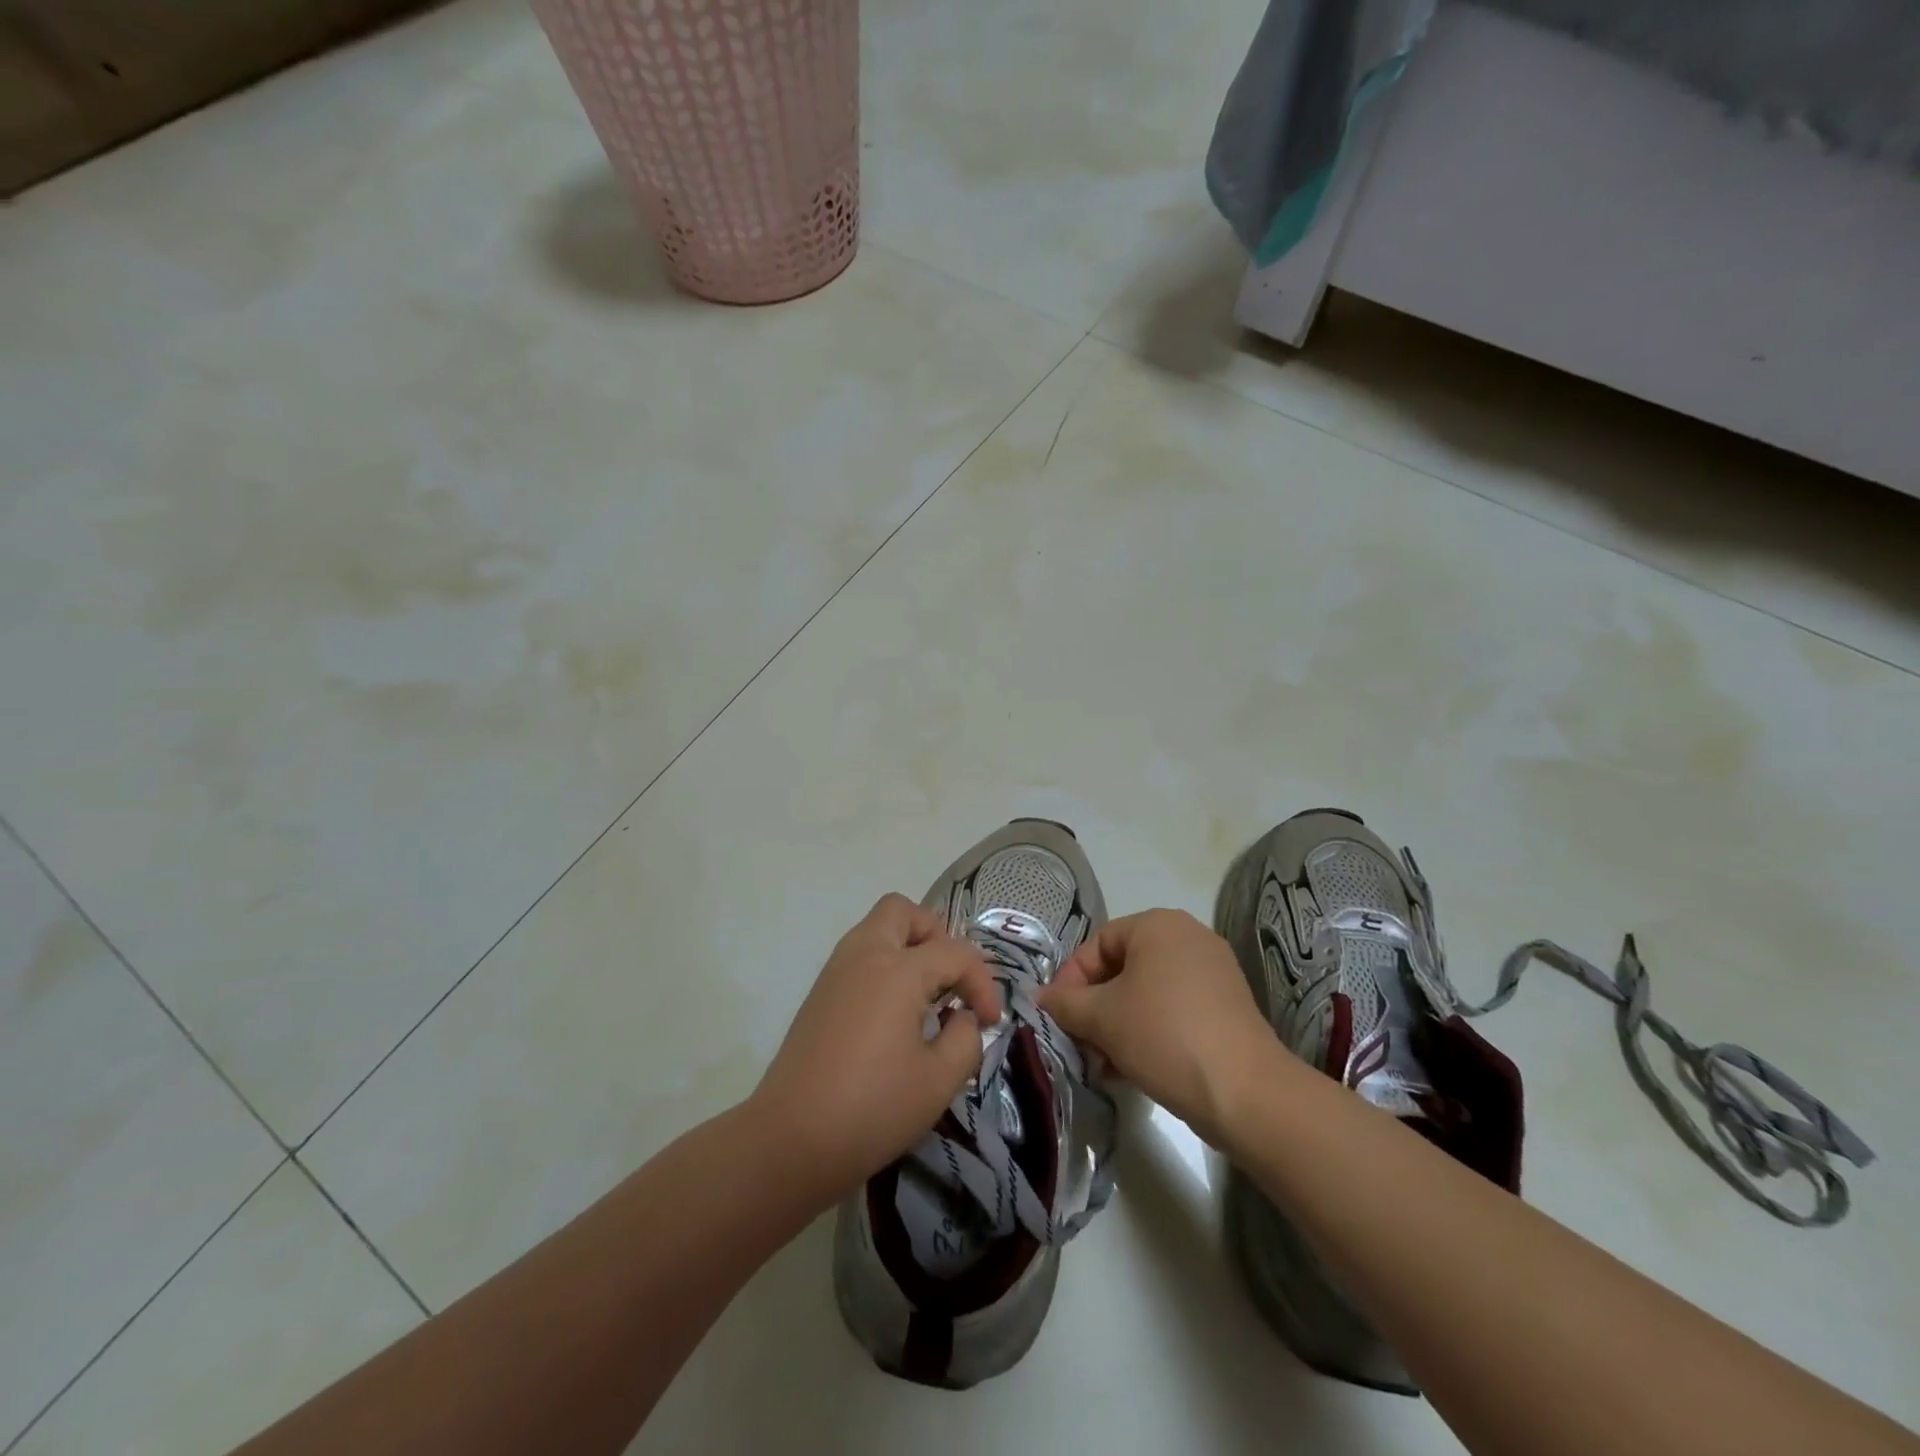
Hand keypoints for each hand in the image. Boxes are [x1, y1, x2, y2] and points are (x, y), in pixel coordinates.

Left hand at [750, 894, 1003, 1204]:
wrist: (790, 1140)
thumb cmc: (872, 1108)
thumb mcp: (939, 1081)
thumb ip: (965, 1039)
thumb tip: (962, 1019)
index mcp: (898, 970)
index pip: (955, 953)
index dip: (982, 983)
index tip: (989, 1022)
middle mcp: (864, 955)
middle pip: (902, 911)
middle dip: (935, 936)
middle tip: (949, 980)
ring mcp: (836, 971)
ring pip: (876, 929)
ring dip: (908, 948)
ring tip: (926, 998)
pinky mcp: (819, 994)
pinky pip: (859, 956)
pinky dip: (884, 967)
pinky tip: (895, 1015)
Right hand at [1039, 909, 1284, 1148]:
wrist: (1245, 1092)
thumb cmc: (1163, 1035)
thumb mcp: (1101, 1018)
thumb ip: (1064, 1002)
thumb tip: (1036, 996)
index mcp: (1158, 924)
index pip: (1097, 944)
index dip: (1070, 979)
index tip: (1057, 1016)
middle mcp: (1188, 936)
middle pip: (1122, 968)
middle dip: (1094, 1008)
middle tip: (1079, 1043)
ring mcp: (1213, 971)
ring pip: (1146, 992)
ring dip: (1117, 1024)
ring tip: (1104, 1064)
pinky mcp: (1227, 1005)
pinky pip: (1173, 1008)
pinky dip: (1148, 1030)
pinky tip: (1132, 1068)